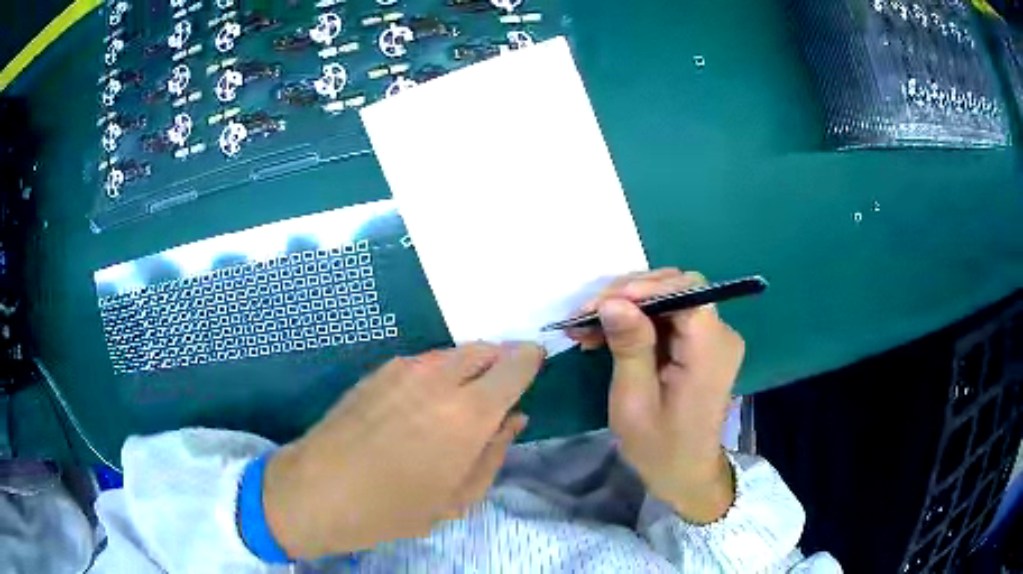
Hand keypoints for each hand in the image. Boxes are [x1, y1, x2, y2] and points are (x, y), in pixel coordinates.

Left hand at [262, 342, 544, 558]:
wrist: (319, 490)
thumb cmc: (394, 508)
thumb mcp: (458, 497)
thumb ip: (494, 452)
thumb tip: (514, 418)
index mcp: (469, 413)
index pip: (516, 364)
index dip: (531, 360)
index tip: (536, 366)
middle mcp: (440, 378)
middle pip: (485, 349)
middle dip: (500, 363)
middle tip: (496, 395)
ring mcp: (404, 369)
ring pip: (453, 353)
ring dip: (467, 369)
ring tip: (456, 405)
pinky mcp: (378, 370)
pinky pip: (423, 362)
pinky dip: (437, 374)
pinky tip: (420, 406)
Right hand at [568, 269, 744, 522]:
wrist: (685, 474)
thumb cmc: (659, 446)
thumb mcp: (635, 401)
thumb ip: (629, 346)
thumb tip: (612, 300)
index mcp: (710, 348)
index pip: (684, 290)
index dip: (642, 288)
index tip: (599, 304)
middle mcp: (719, 334)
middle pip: (676, 287)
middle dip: (628, 295)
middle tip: (586, 315)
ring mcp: (712, 338)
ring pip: (668, 298)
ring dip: (627, 306)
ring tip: (587, 324)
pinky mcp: (701, 345)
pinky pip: (668, 318)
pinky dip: (636, 321)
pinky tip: (605, 334)